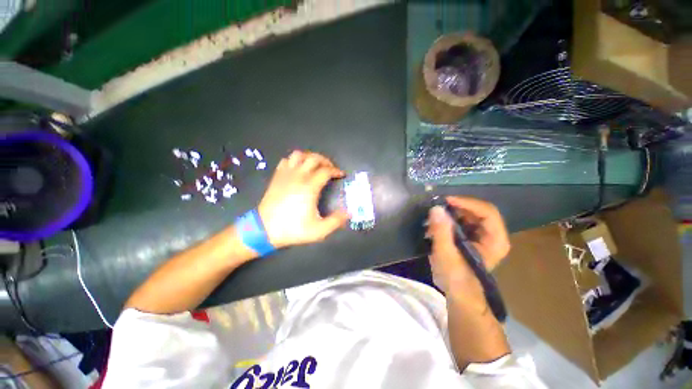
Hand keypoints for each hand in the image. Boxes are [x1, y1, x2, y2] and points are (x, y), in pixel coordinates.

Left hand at [257, 150, 348, 247]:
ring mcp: (286, 175)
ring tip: (315, 166)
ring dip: (309, 157)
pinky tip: (298, 169)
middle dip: (325, 160)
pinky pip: (286, 160)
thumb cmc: (293, 229)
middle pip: (314, 158)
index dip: (336, 171)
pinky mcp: (277, 177)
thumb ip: (336, 221)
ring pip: (298, 155)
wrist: (265, 230)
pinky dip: (294, 161)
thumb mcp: (319, 230)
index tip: (341, 175)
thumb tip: (348, 213)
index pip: (326, 171)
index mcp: (310, 187)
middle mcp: (298, 176)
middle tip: (331, 168)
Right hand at [426, 196, 509, 295]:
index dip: (467, 203)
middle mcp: (492, 234)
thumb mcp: (445, 254)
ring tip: (433, 219)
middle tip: (436, 209)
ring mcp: (482, 235)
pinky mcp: (471, 237)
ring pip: (467, 215)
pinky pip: (461, 221)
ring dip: (449, 214)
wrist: (458, 294)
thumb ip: (441, 231)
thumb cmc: (455, 277)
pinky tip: (435, 226)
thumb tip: (436, 208)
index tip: (446, 201)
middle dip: (455, 208)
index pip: (487, 211)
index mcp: (495, 239)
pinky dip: (448, 220)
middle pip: (476, 211)